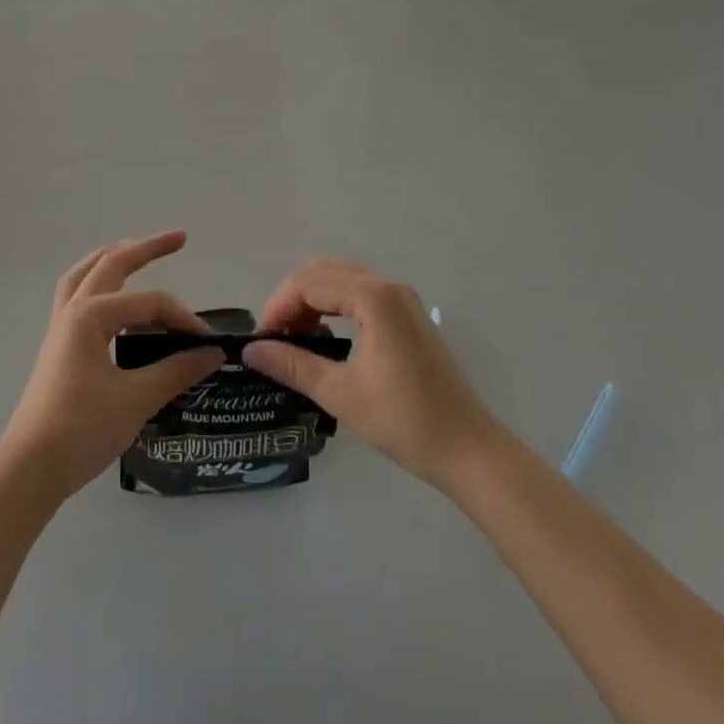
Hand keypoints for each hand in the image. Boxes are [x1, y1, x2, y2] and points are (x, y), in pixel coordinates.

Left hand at [0, 231, 223, 500]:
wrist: (30, 471)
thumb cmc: (82, 429)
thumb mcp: (136, 399)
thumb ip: (177, 371)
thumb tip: (213, 353)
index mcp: (90, 315)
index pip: (149, 303)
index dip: (182, 318)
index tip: (209, 344)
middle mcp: (72, 311)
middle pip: (111, 265)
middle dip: (145, 248)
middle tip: (179, 238)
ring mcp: (60, 329)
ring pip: (85, 277)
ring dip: (111, 260)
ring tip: (133, 249)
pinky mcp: (58, 348)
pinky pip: (77, 299)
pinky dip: (96, 286)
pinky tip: (111, 299)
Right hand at [244, 260, 499, 492]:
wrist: (471, 450)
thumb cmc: (407, 422)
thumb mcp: (342, 395)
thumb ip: (294, 365)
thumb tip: (251, 350)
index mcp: (373, 298)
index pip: (307, 283)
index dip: (278, 307)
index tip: (262, 341)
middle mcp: (388, 287)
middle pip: (323, 273)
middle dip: (292, 300)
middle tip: (277, 340)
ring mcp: (402, 299)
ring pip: (341, 279)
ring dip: (312, 301)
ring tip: (296, 341)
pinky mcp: (409, 315)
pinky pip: (359, 293)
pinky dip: (334, 306)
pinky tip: (327, 339)